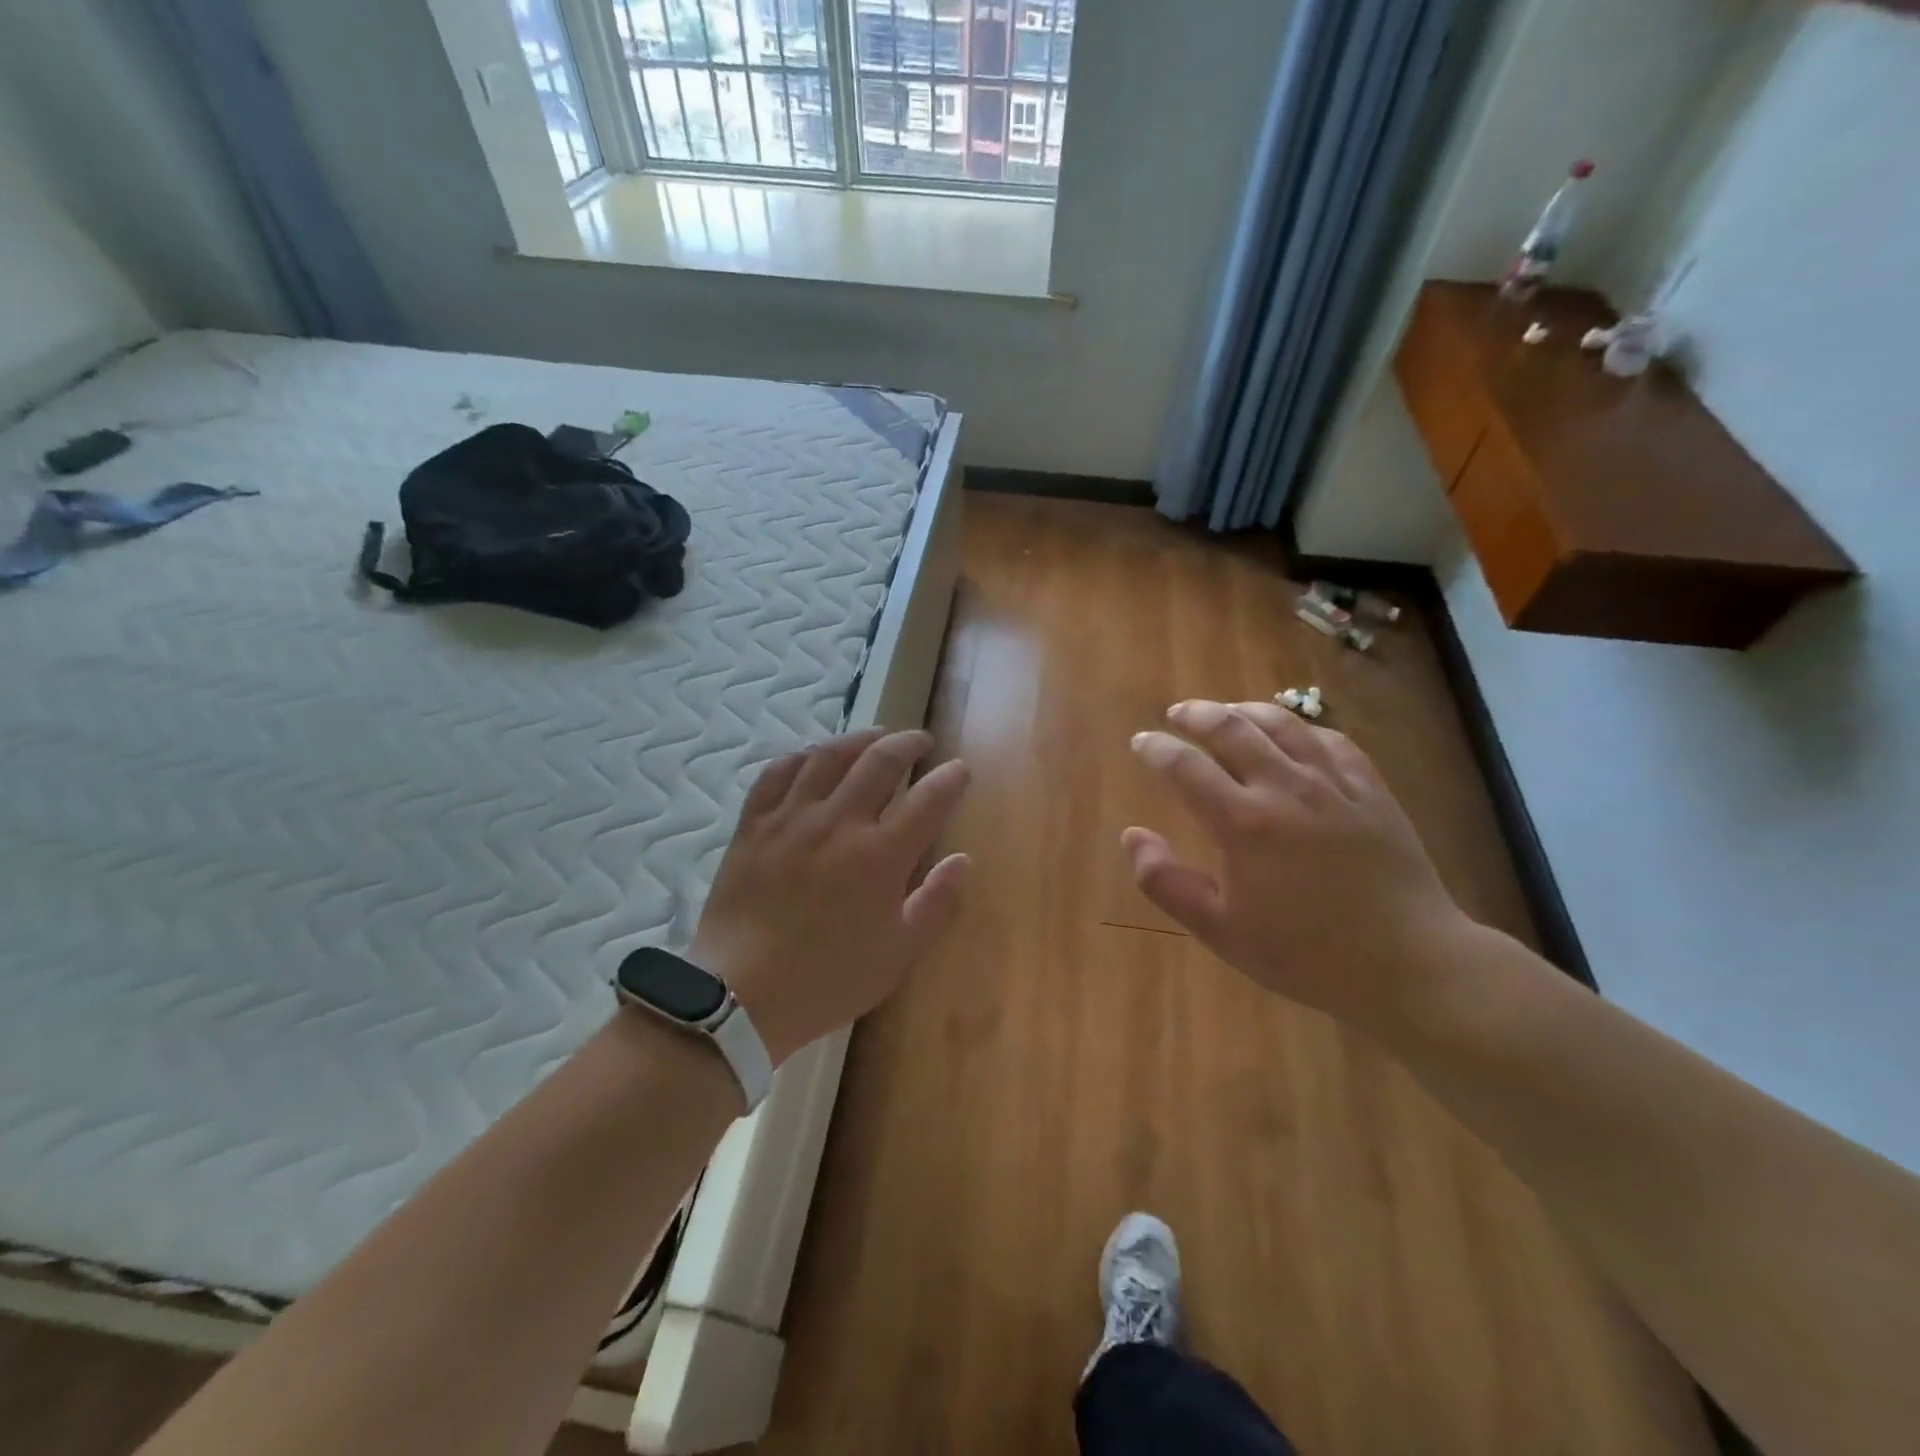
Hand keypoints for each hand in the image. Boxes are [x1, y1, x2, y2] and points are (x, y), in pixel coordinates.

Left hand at [690, 729, 969, 1064]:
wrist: (741, 995)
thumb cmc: (828, 979)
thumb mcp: (898, 953)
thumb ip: (936, 903)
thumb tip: (963, 860)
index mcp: (880, 856)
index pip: (928, 799)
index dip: (950, 779)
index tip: (960, 769)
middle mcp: (838, 823)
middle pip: (880, 761)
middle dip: (908, 743)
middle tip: (921, 741)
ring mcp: (791, 819)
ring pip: (828, 756)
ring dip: (858, 738)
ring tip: (875, 736)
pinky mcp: (754, 825)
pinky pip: (777, 773)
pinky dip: (800, 757)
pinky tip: (811, 757)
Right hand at [1124, 700, 1468, 1026]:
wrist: (1408, 965)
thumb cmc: (1304, 954)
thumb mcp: (1219, 930)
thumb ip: (1166, 881)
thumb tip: (1132, 835)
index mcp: (1243, 822)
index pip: (1185, 766)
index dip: (1156, 748)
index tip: (1141, 742)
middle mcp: (1285, 788)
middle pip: (1232, 729)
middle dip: (1196, 715)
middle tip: (1178, 714)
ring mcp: (1334, 785)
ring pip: (1283, 725)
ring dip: (1245, 711)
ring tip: (1227, 712)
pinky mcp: (1372, 791)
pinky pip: (1333, 741)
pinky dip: (1302, 728)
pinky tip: (1294, 734)